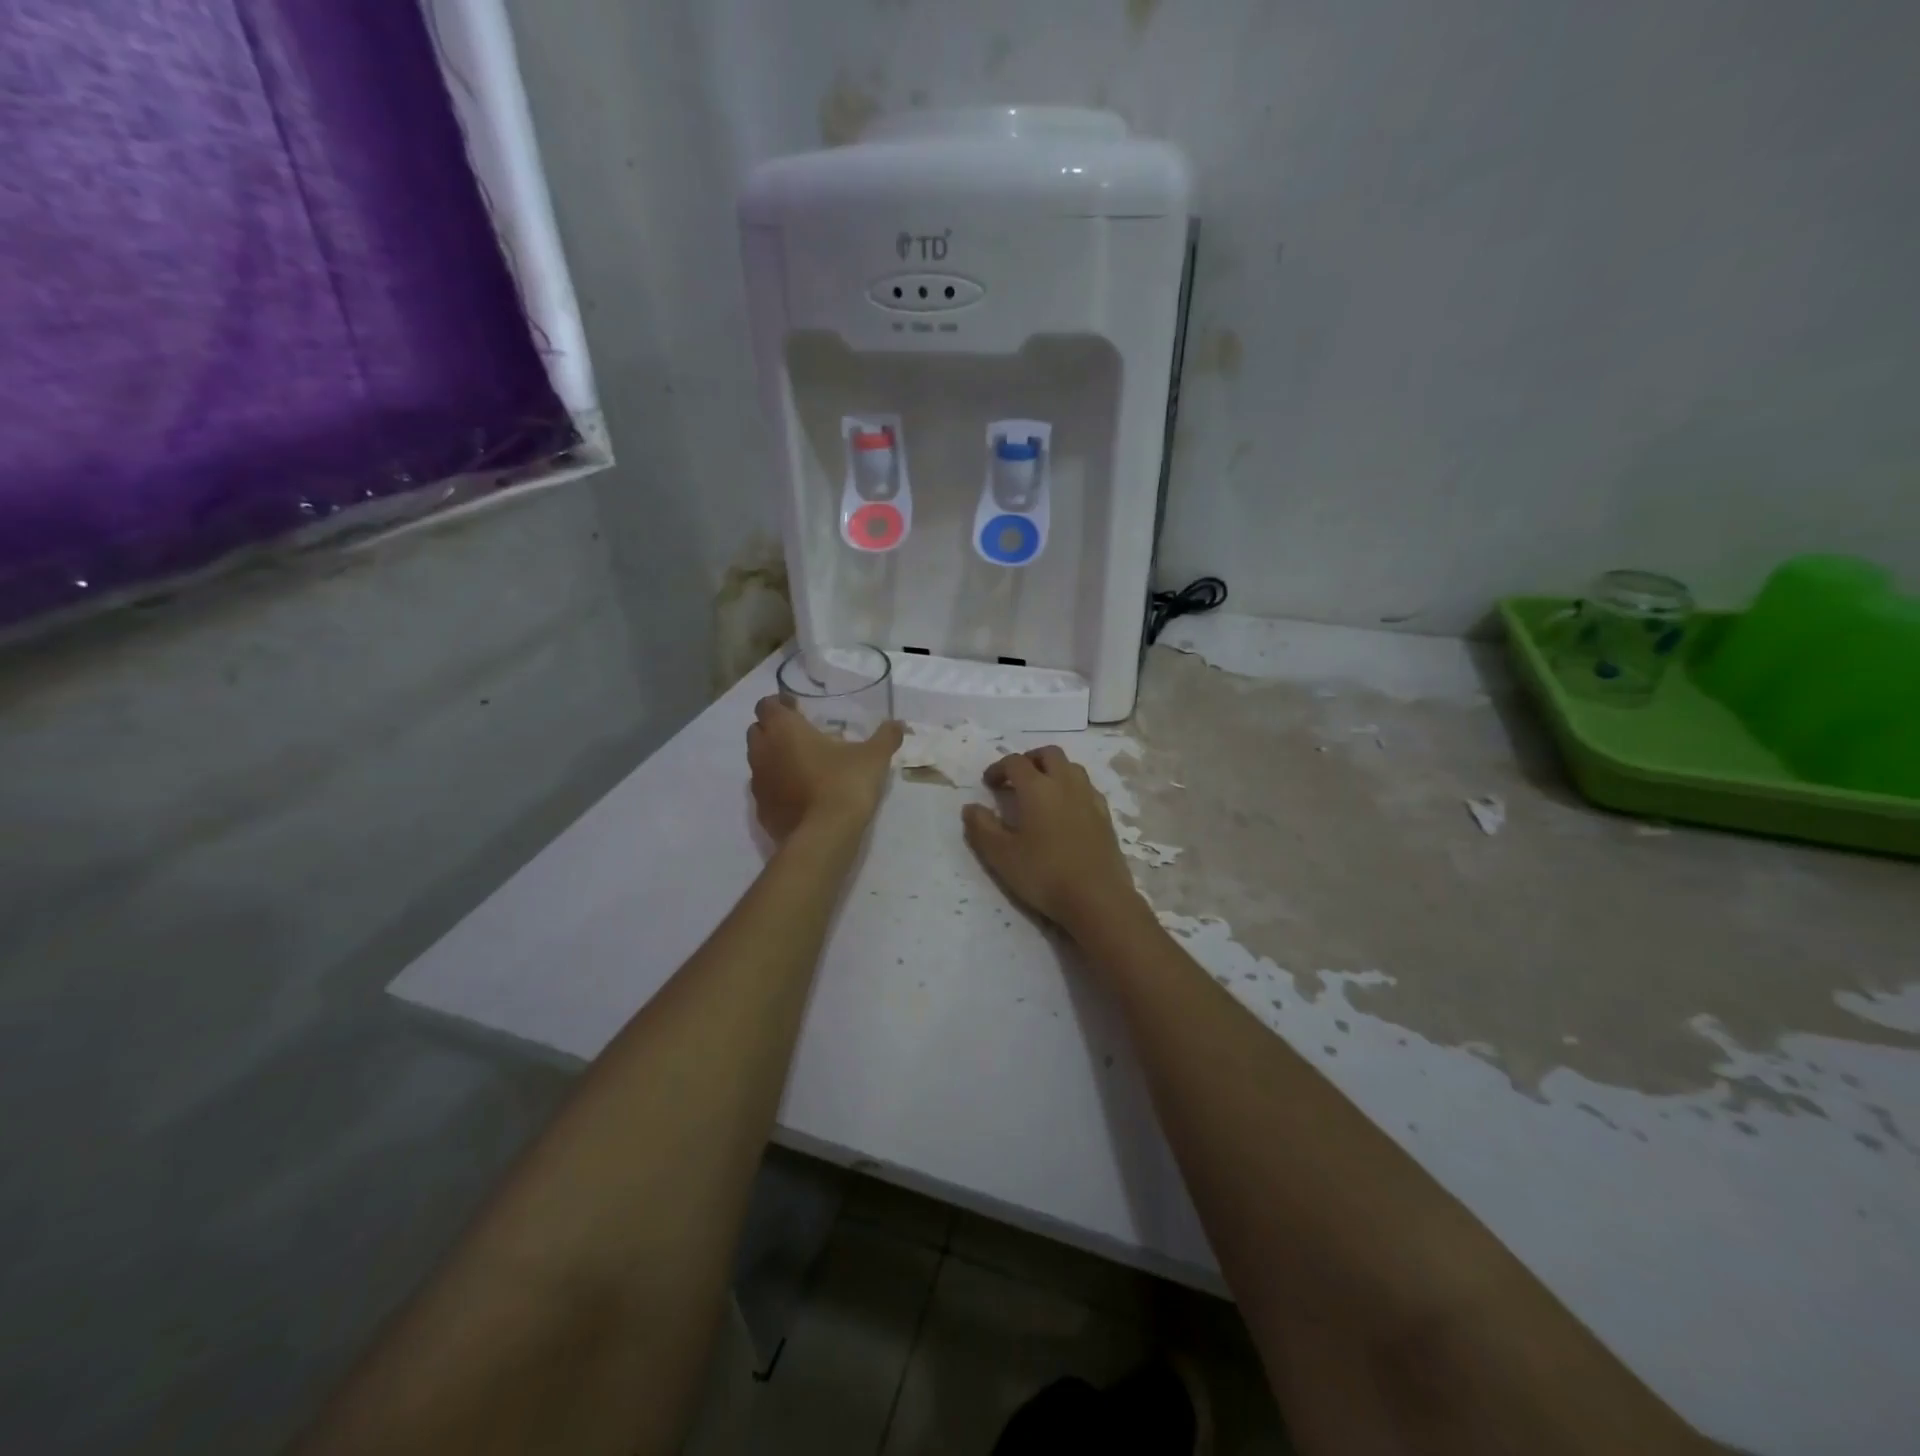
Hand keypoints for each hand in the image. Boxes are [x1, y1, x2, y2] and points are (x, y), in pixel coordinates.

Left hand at [747, 696, 903, 841]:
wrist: (825, 836)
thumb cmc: (845, 784)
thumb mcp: (873, 757)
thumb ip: (886, 736)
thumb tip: (899, 724)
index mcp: (784, 729)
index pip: (766, 704)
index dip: (780, 704)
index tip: (799, 709)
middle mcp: (763, 751)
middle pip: (757, 730)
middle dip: (773, 729)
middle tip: (801, 735)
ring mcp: (758, 783)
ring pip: (758, 761)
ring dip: (774, 758)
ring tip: (801, 765)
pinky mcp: (761, 810)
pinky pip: (765, 790)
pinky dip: (776, 787)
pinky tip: (799, 794)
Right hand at [961, 746, 1140, 933]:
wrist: (1097, 897)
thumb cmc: (1044, 874)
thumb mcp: (1001, 856)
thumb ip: (982, 828)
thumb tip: (971, 807)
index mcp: (1037, 788)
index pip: (1015, 762)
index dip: (998, 768)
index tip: (989, 784)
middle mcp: (1065, 783)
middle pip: (1048, 754)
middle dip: (1029, 760)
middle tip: (1016, 779)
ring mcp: (1089, 798)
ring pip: (1071, 767)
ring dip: (1053, 770)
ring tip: (1041, 791)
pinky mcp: (1105, 815)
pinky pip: (1087, 787)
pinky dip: (1072, 788)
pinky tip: (1066, 810)